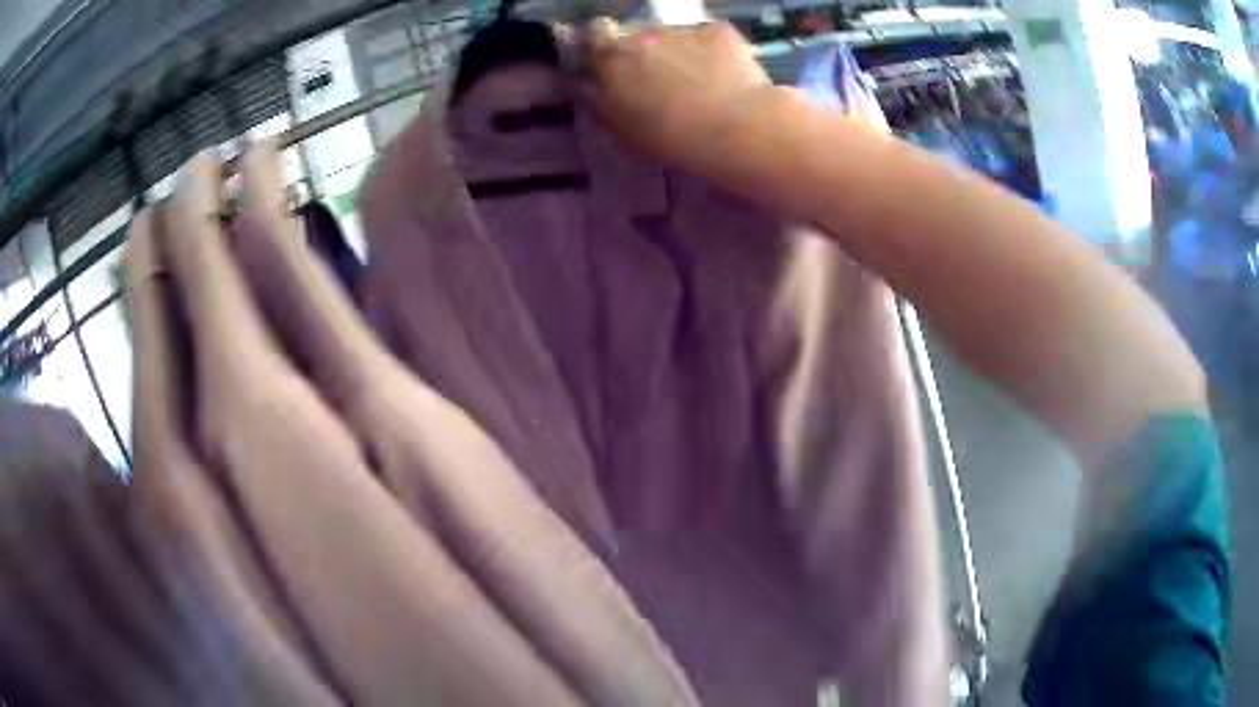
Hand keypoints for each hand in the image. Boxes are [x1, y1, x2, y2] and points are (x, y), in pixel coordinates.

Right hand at [581, 19, 777, 175]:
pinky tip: (724, 77)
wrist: (734, 127)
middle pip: (637, 34)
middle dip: (644, 51)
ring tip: (698, 83)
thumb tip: (590, 86)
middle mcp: (644, 33)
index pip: (594, 34)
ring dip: (679, 51)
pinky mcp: (719, 31)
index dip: (601, 44)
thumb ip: (601, 100)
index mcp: (613, 56)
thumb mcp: (621, 129)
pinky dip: (713, 51)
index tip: (609, 59)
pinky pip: (709, 37)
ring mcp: (683, 28)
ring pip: (674, 35)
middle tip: (660, 81)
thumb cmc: (670, 137)